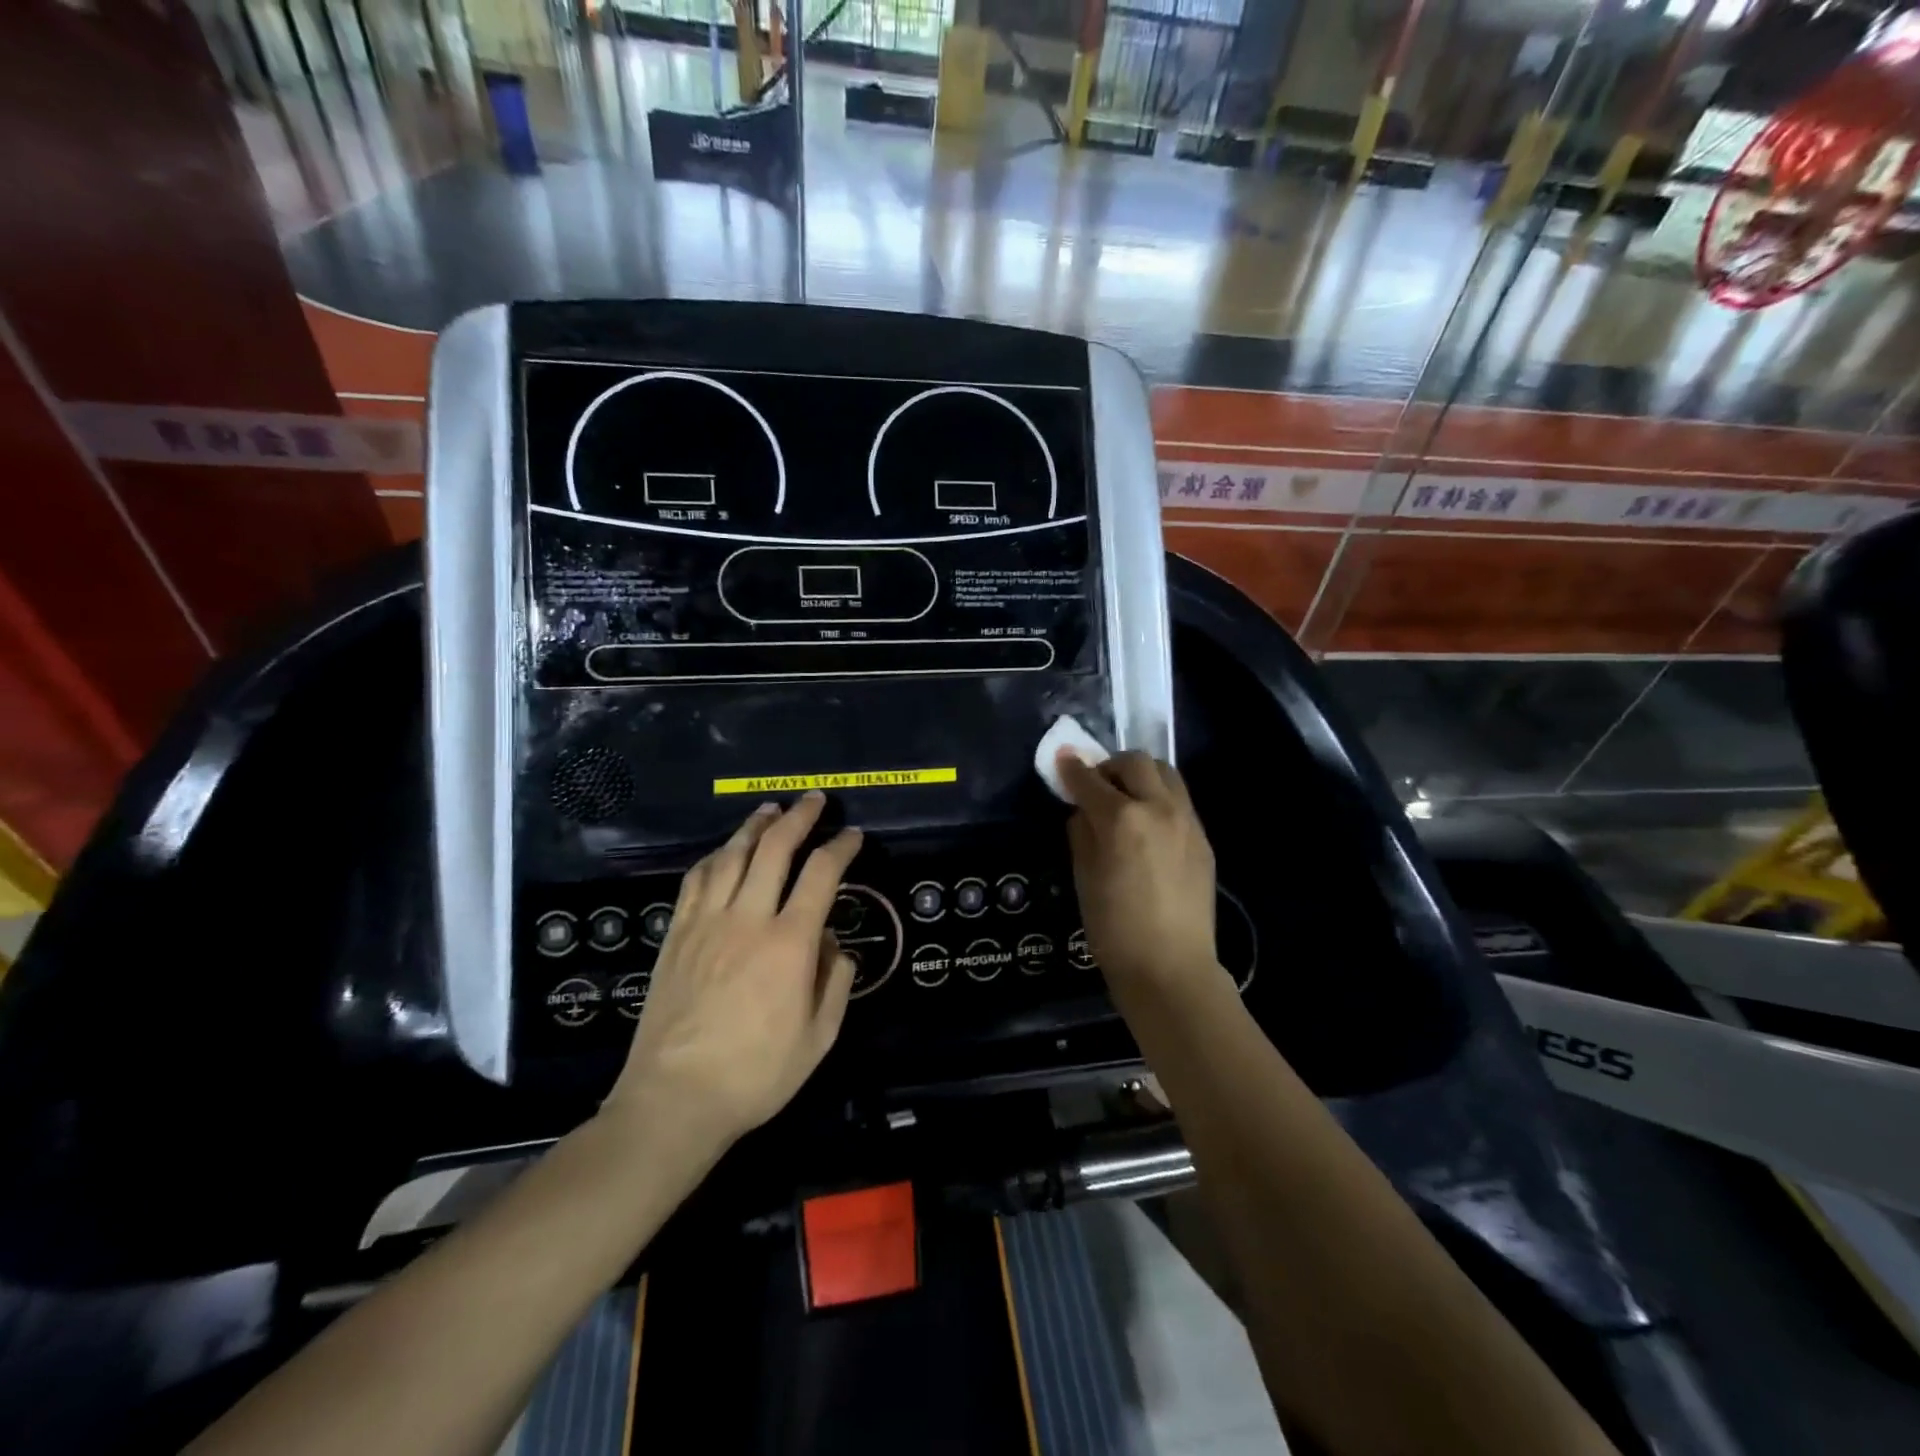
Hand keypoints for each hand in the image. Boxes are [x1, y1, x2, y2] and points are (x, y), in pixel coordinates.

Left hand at [608, 792, 862, 1142]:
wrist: (674, 1100)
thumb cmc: (756, 1074)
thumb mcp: (819, 1038)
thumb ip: (836, 983)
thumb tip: (835, 947)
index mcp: (789, 943)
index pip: (822, 875)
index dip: (841, 847)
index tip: (853, 835)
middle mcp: (748, 919)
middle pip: (774, 849)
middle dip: (799, 817)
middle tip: (815, 799)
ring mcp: (706, 923)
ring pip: (731, 855)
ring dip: (755, 827)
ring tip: (771, 810)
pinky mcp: (676, 935)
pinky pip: (695, 880)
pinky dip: (715, 856)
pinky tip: (724, 851)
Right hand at [1057, 751, 1220, 995]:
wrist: (1171, 968)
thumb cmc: (1114, 929)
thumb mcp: (1084, 877)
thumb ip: (1081, 832)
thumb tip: (1083, 810)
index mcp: (1122, 819)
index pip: (1090, 780)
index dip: (1072, 768)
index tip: (1062, 759)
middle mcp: (1159, 808)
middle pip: (1134, 762)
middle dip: (1110, 766)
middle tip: (1096, 785)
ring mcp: (1187, 821)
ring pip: (1165, 773)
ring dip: (1140, 776)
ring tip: (1126, 799)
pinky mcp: (1203, 838)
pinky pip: (1179, 800)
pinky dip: (1159, 798)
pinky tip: (1148, 827)